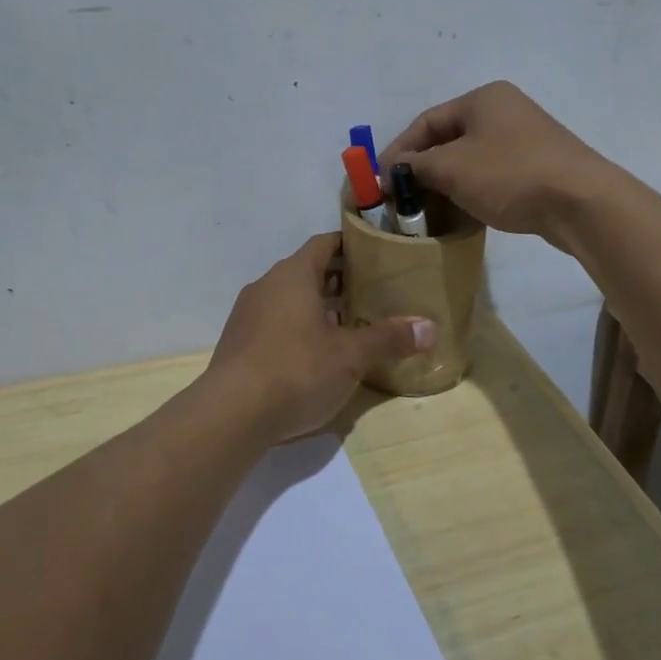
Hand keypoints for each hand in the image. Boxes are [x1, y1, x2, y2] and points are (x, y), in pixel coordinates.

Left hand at [202, 234, 436, 446]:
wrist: (230, 415)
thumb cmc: (296, 370)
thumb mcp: (350, 356)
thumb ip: (389, 338)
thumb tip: (430, 327)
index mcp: (293, 275)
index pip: (324, 244)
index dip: (350, 245)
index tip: (376, 254)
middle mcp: (266, 286)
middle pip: (308, 272)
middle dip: (339, 281)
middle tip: (374, 293)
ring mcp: (248, 315)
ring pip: (290, 299)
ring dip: (319, 307)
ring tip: (352, 325)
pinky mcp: (238, 344)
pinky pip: (275, 323)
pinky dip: (299, 328)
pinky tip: (318, 354)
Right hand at [382, 81, 617, 243]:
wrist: (581, 202)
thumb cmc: (510, 175)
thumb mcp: (452, 169)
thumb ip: (415, 167)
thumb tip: (389, 173)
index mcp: (483, 99)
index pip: (426, 122)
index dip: (398, 151)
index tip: (379, 181)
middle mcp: (504, 110)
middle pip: (448, 139)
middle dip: (421, 170)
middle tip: (400, 198)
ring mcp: (525, 138)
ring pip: (470, 159)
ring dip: (445, 183)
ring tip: (426, 210)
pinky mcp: (538, 166)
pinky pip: (492, 175)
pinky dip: (471, 190)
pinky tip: (461, 212)